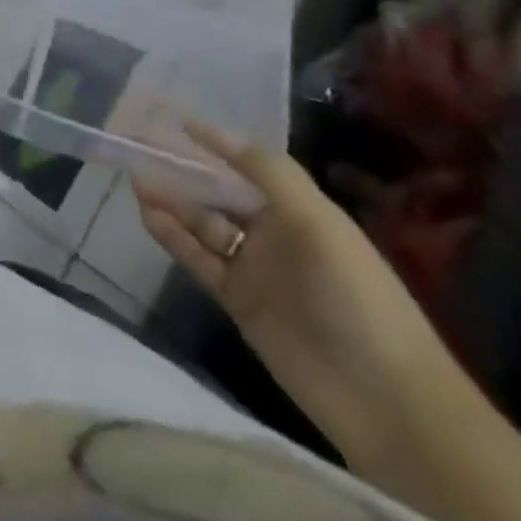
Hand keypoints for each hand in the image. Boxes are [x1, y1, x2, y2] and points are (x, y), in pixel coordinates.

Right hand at [133, 121, 461, 461]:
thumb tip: (214, 129)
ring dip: (171, 201)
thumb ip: (267, 172)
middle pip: (219, 192)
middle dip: (182, 170)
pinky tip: (146, 214)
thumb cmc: (356, 296)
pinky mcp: (238, 301)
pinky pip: (198, 259)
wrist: (386, 401)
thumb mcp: (317, 221)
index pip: (245, 164)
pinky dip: (172, 236)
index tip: (171, 118)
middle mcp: (274, 232)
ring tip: (134, 178)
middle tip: (138, 147)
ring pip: (202, 223)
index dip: (211, 142)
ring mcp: (254, 268)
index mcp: (298, 209)